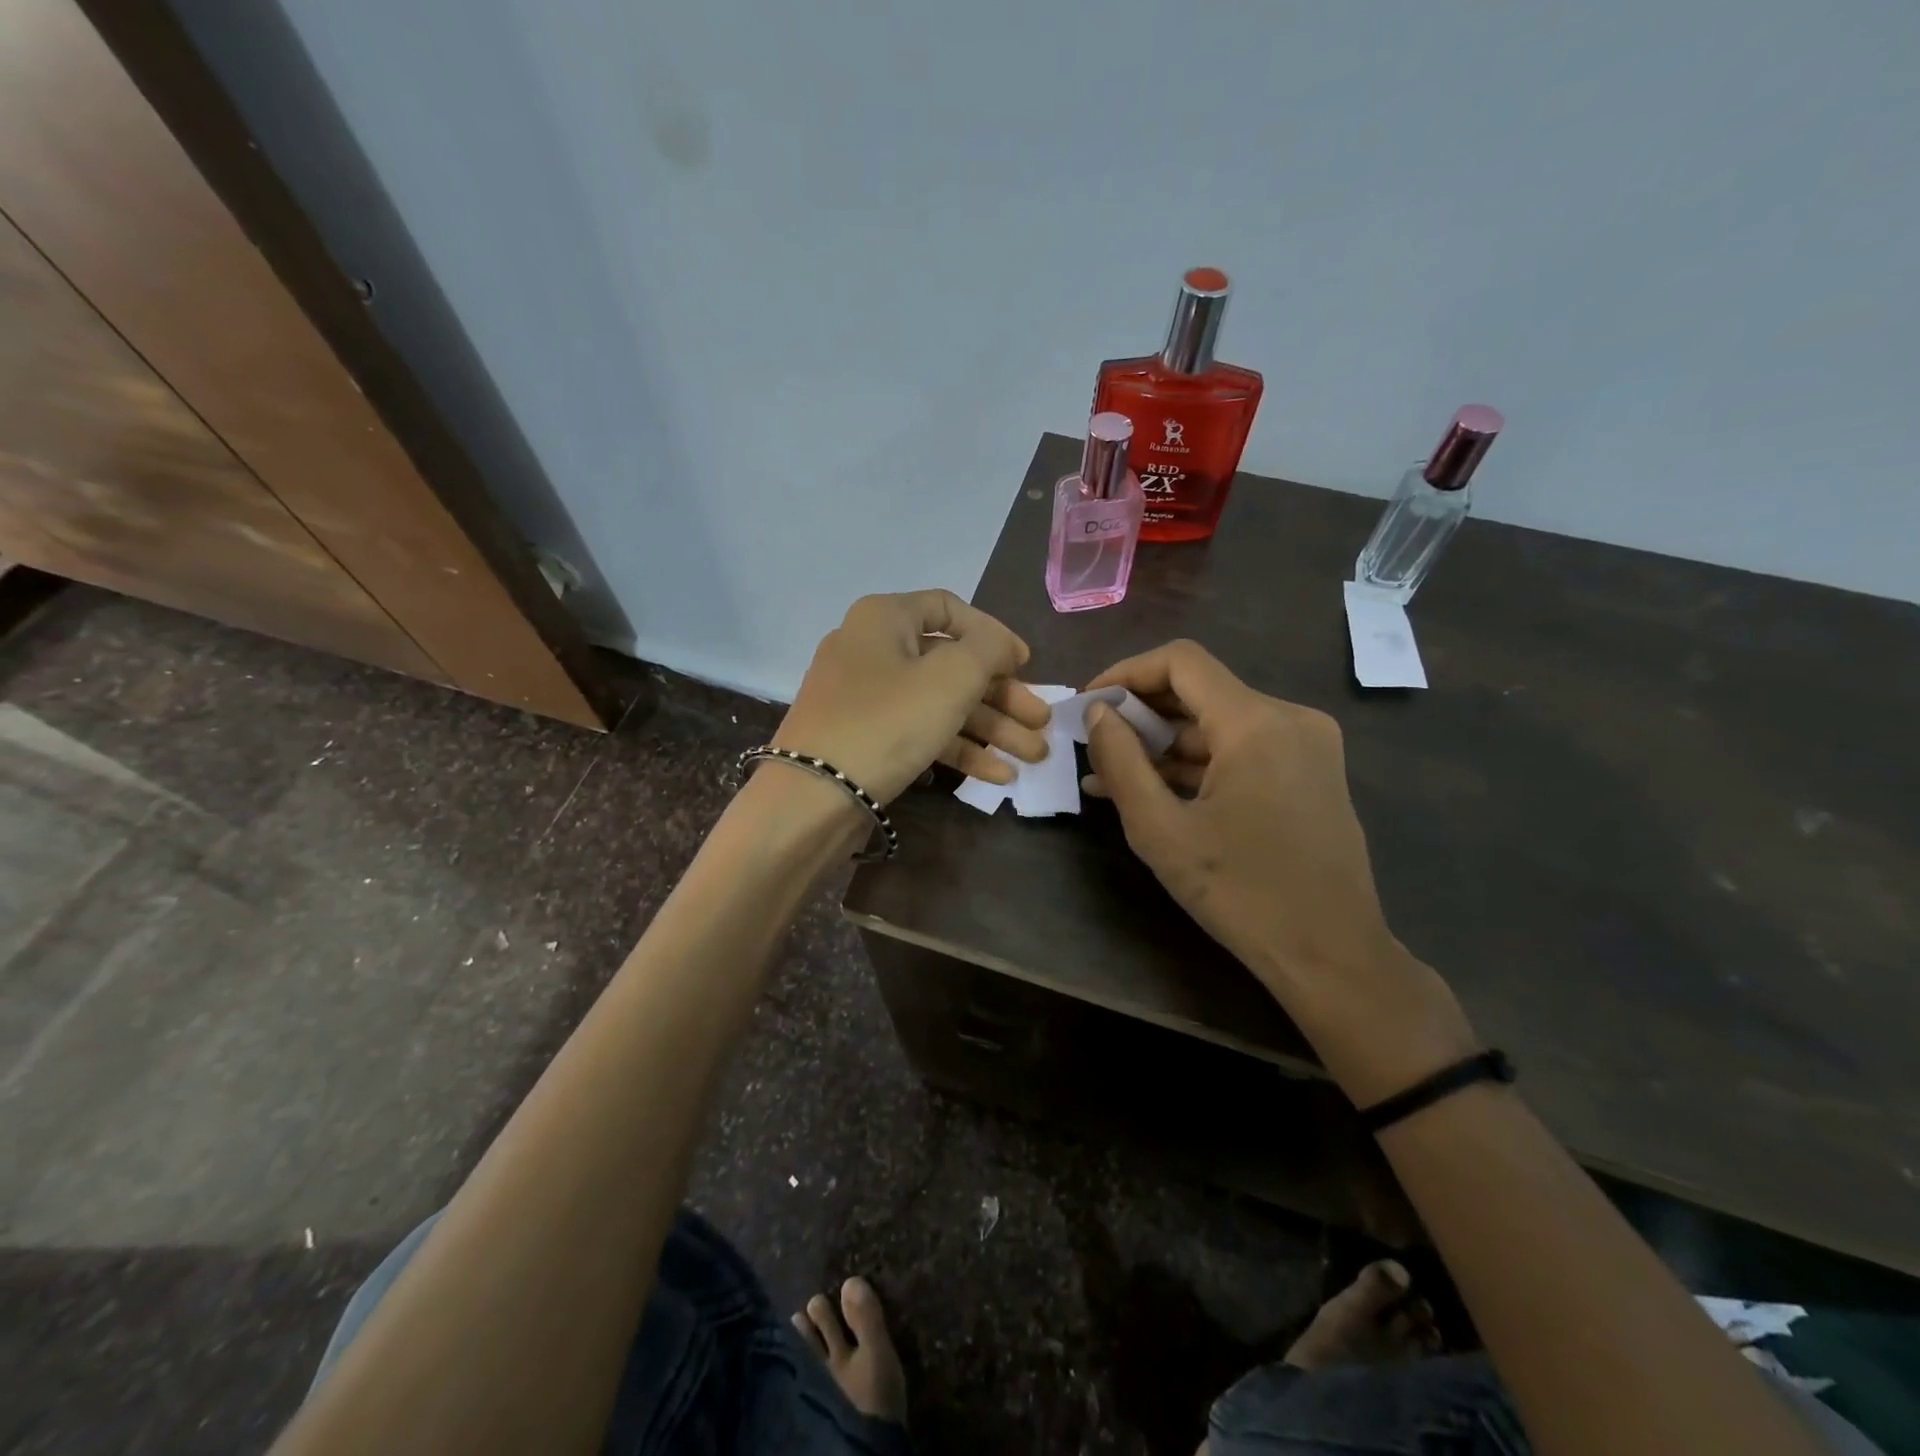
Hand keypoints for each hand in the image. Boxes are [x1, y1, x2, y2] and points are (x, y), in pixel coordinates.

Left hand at [774, 591, 1050, 805]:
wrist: (813, 796)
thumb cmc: (888, 721)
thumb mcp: (952, 676)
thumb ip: (989, 649)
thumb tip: (1001, 645)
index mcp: (885, 618)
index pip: (950, 609)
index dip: (994, 635)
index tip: (1025, 666)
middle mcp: (872, 649)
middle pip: (952, 664)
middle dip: (1003, 696)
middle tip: (1041, 722)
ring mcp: (865, 698)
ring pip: (940, 703)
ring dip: (990, 728)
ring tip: (1033, 756)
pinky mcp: (864, 739)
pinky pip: (919, 732)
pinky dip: (958, 749)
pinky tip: (998, 775)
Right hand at [1082, 641, 1475, 1102]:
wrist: (1332, 956)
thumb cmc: (1240, 894)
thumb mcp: (1160, 830)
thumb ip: (1121, 762)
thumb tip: (1098, 712)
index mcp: (1256, 723)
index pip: (1181, 662)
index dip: (1126, 673)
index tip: (1089, 704)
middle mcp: (1290, 718)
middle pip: (1201, 690)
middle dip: (1141, 713)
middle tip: (1094, 743)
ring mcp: (1307, 746)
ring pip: (1219, 723)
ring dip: (1165, 745)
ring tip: (1111, 776)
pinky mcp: (1311, 773)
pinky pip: (1242, 750)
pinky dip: (1198, 764)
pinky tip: (1156, 791)